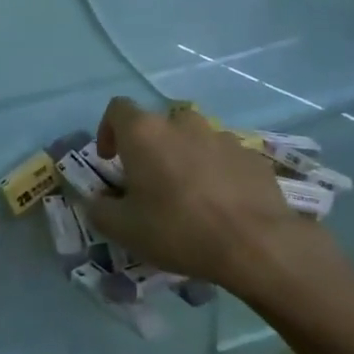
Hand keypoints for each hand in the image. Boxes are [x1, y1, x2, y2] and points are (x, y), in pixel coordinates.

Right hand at [87, 97, 335, 297]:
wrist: (256, 244)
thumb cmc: (178, 229)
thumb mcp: (123, 229)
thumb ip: (99, 209)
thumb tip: (97, 200)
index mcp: (145, 133)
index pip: (117, 109)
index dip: (108, 130)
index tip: (111, 160)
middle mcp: (182, 124)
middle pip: (158, 125)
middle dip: (150, 148)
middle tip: (149, 183)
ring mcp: (221, 136)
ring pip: (193, 139)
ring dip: (184, 158)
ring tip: (188, 195)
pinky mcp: (252, 155)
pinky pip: (224, 157)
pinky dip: (216, 172)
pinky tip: (221, 204)